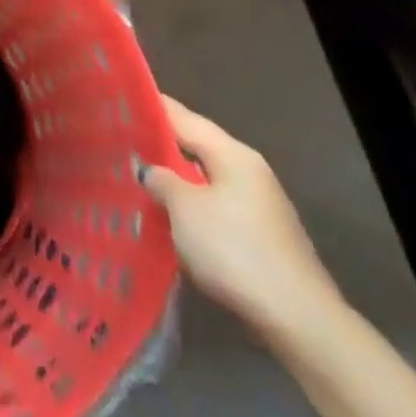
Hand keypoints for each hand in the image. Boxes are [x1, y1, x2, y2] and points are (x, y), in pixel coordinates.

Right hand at [142, 98, 342, 342]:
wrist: (297, 318)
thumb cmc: (235, 250)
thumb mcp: (185, 209)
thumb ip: (162, 180)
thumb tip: (150, 169)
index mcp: (233, 155)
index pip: (184, 118)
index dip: (153, 107)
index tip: (122, 98)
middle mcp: (249, 171)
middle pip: (196, 147)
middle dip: (160, 144)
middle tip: (118, 139)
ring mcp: (257, 205)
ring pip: (204, 179)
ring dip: (174, 178)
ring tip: (135, 176)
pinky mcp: (259, 235)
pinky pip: (214, 206)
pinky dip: (189, 205)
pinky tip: (166, 214)